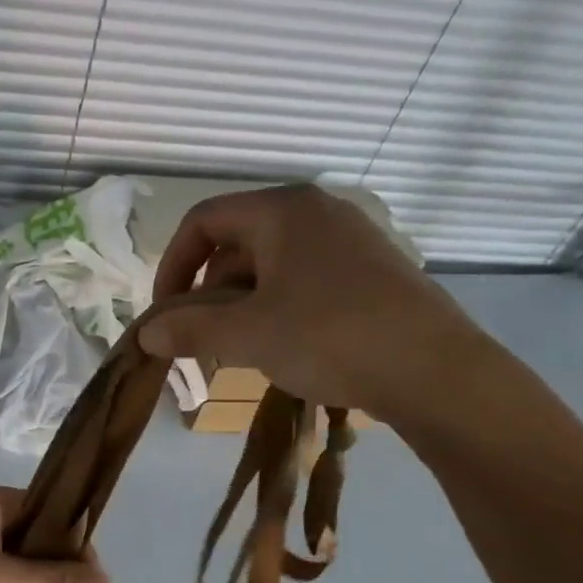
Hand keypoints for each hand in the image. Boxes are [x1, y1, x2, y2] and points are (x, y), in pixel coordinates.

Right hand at [138, 184, 487, 426]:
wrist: (436, 371)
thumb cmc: (329, 337)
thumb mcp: (247, 335)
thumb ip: (189, 329)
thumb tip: (146, 332)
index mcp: (282, 210)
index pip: (203, 222)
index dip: (173, 266)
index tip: (165, 314)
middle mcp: (316, 212)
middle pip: (235, 244)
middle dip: (207, 294)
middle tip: (200, 342)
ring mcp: (349, 241)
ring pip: (268, 267)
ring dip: (239, 307)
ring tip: (237, 352)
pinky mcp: (371, 272)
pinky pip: (302, 281)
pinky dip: (275, 309)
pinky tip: (280, 348)